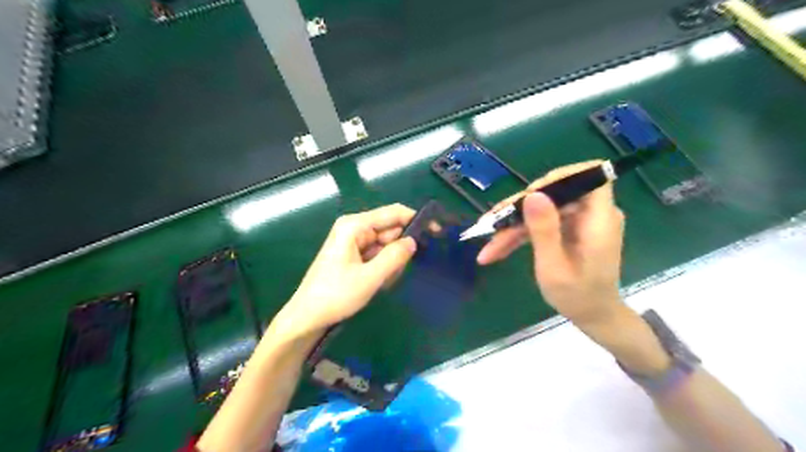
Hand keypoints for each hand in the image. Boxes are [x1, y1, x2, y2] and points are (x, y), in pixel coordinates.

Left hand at [276, 205, 415, 334]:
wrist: (307, 317)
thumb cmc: (335, 295)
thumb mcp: (370, 278)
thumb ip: (395, 257)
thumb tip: (413, 241)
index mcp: (355, 225)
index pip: (393, 213)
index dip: (416, 219)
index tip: (436, 232)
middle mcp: (354, 228)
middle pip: (390, 230)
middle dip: (399, 250)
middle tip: (396, 273)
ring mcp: (353, 241)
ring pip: (385, 245)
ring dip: (390, 263)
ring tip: (380, 282)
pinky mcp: (352, 254)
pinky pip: (377, 255)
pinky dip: (382, 268)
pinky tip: (376, 283)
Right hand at [477, 161, 621, 328]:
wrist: (593, 316)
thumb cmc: (578, 297)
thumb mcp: (554, 267)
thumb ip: (544, 230)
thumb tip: (533, 194)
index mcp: (599, 220)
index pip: (590, 176)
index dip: (560, 177)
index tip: (529, 193)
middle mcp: (592, 214)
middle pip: (554, 195)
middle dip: (520, 209)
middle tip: (492, 222)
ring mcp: (578, 221)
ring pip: (542, 210)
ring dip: (513, 225)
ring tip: (488, 246)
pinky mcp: (568, 229)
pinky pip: (541, 223)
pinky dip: (520, 234)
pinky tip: (497, 249)